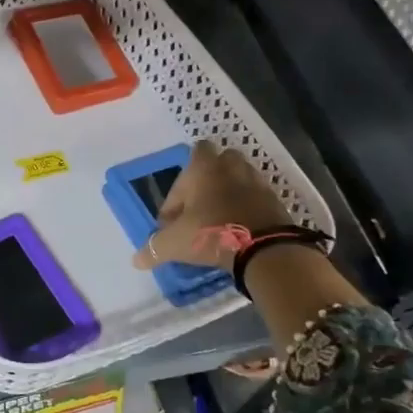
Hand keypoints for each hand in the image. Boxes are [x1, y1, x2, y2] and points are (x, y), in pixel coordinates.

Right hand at [132, 141, 292, 272]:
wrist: (265, 250)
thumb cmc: (212, 233)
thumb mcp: (175, 243)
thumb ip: (154, 248)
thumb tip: (136, 260)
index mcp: (205, 167)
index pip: (195, 152)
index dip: (182, 181)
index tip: (175, 213)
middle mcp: (232, 167)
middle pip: (220, 162)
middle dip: (209, 181)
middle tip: (199, 209)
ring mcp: (257, 182)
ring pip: (240, 179)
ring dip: (230, 194)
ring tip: (219, 221)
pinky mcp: (276, 201)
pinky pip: (257, 198)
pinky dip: (248, 209)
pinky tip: (239, 231)